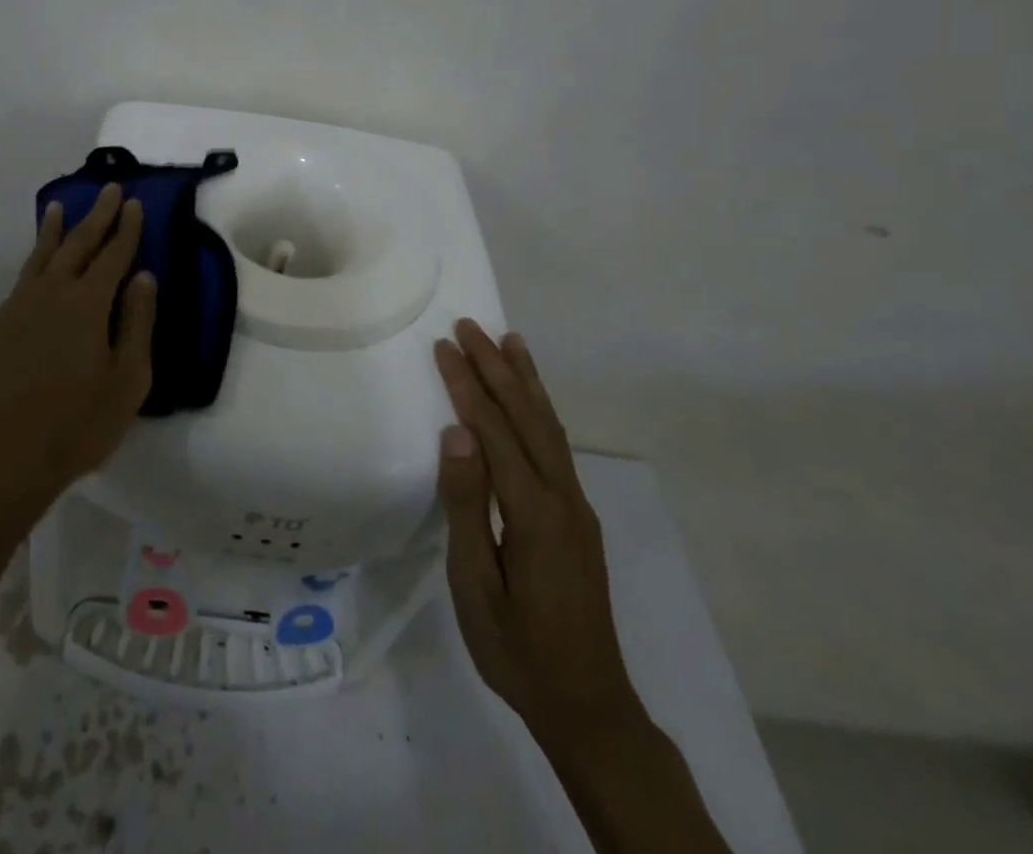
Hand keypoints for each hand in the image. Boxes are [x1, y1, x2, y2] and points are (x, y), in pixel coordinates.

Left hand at [0, 184, 155, 522]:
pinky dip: (32, 266)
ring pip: (40, 258)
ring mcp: (15, 308)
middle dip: (96, 215)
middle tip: (107, 189)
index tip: (133, 202)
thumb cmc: (76, 425)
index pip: (113, 254)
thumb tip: (143, 277)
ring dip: (54, 231)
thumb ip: (137, 323)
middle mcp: (50, 293)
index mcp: (87, 303)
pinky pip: (19, 285)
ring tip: (59, 207)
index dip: (126, 228)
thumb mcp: (128, 381)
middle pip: (77, 244)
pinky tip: (35, 273)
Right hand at [433, 320, 644, 759]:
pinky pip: (556, 446)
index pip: (494, 431)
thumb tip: (456, 434)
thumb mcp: (476, 585)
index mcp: (534, 512)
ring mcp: (577, 506)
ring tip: (510, 341)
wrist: (589, 706)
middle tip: (469, 326)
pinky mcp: (578, 517)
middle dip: (496, 367)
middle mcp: (563, 497)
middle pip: (526, 416)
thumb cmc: (517, 649)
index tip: (443, 347)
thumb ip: (467, 506)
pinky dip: (540, 410)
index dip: (467, 385)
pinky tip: (532, 401)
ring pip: (549, 426)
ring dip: (526, 380)